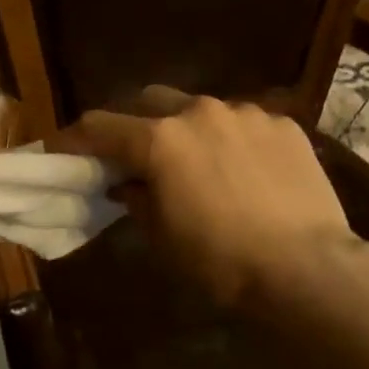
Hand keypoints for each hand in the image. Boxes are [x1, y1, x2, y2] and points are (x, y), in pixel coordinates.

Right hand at [56, 89, 360, 307]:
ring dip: (188, 131)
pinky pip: (244, 123)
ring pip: (201, 110)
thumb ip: (137, 199)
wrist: (306, 266)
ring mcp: (246, 113)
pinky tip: (245, 171)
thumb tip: (125, 183)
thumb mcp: (164, 237)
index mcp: (161, 140)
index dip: (75, 138)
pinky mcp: (283, 124)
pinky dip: (231, 140)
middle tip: (133, 153)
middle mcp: (200, 112)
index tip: (62, 150)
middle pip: (149, 101)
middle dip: (134, 123)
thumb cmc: (222, 261)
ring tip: (199, 164)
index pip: (101, 126)